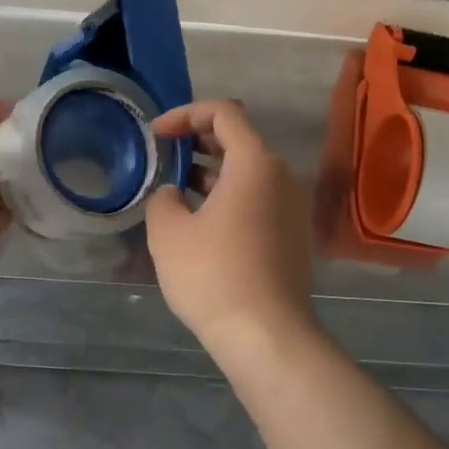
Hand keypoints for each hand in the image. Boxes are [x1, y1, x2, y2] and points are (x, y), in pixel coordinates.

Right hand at [145, 100, 316, 356]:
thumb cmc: (213, 275)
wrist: (267, 336)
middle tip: (165, 156)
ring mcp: (291, 207)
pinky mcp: (292, 234)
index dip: (184, 114)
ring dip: (212, 169)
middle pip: (239, 138)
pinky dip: (228, 194)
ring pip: (249, 171)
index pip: (224, 112)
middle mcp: (281, 176)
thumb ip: (163, 198)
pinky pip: (258, 197)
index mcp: (255, 163)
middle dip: (198, 140)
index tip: (156, 135)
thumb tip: (174, 195)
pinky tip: (201, 219)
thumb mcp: (168, 232)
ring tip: (176, 187)